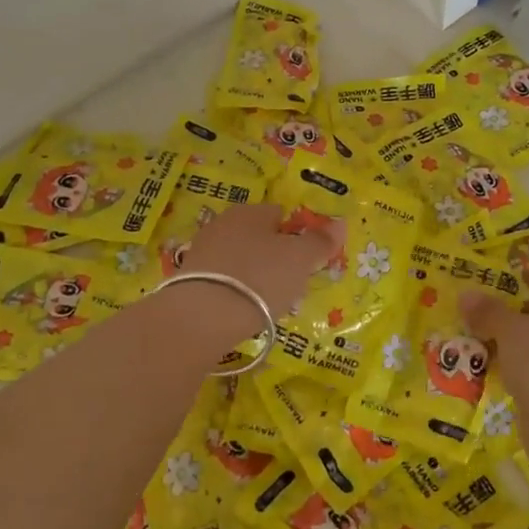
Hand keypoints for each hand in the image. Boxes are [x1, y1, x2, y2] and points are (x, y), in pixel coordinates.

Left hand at [182, 202, 346, 320]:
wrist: (203, 316)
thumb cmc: (260, 278)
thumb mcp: (301, 259)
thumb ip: (320, 241)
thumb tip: (339, 223)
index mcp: (251, 211)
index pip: (280, 214)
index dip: (297, 236)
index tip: (306, 262)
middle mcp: (223, 223)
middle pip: (259, 237)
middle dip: (275, 257)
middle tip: (290, 284)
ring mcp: (202, 250)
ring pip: (241, 259)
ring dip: (255, 276)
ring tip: (268, 303)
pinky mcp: (188, 278)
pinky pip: (223, 280)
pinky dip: (235, 292)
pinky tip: (242, 311)